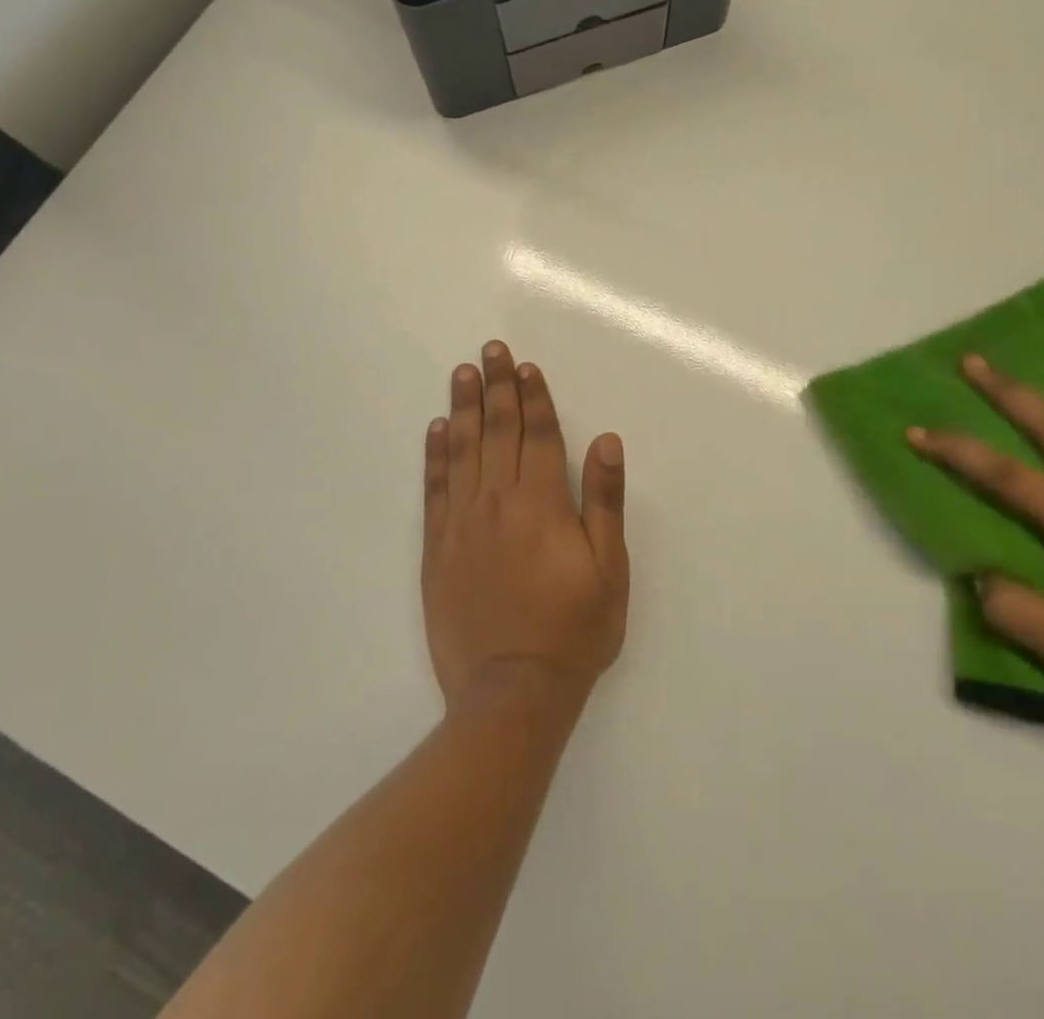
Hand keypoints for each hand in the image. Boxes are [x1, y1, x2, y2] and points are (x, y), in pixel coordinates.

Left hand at [422, 342, 628, 718]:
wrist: (511, 693)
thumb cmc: (572, 631)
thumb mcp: (608, 570)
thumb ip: (604, 501)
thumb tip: (606, 441)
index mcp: (542, 504)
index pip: (537, 435)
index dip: (534, 397)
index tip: (525, 366)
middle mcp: (498, 502)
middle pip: (498, 431)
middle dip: (497, 387)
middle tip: (491, 350)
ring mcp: (462, 523)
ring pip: (463, 450)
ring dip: (465, 408)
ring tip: (463, 373)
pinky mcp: (437, 548)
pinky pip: (435, 488)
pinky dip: (435, 454)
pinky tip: (437, 429)